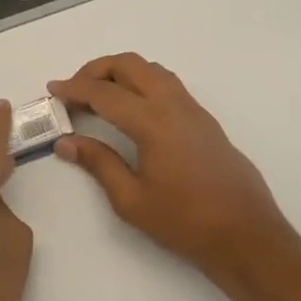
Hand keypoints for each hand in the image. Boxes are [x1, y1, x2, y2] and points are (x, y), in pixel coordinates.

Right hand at [50, 53, 294, 277]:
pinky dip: (142, 82)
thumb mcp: (131, 200)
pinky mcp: (205, 120)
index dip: (74, 88)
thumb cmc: (185, 222)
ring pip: (151, 70)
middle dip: (96, 69)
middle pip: (129, 65)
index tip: (53, 90)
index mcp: (152, 122)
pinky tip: (133, 109)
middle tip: (75, 90)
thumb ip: (98, 163)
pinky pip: (168, 84)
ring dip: (122, 72)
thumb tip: (65, 142)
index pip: (104, 93)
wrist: (247, 235)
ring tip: (101, 96)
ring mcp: (193, 109)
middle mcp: (173, 105)